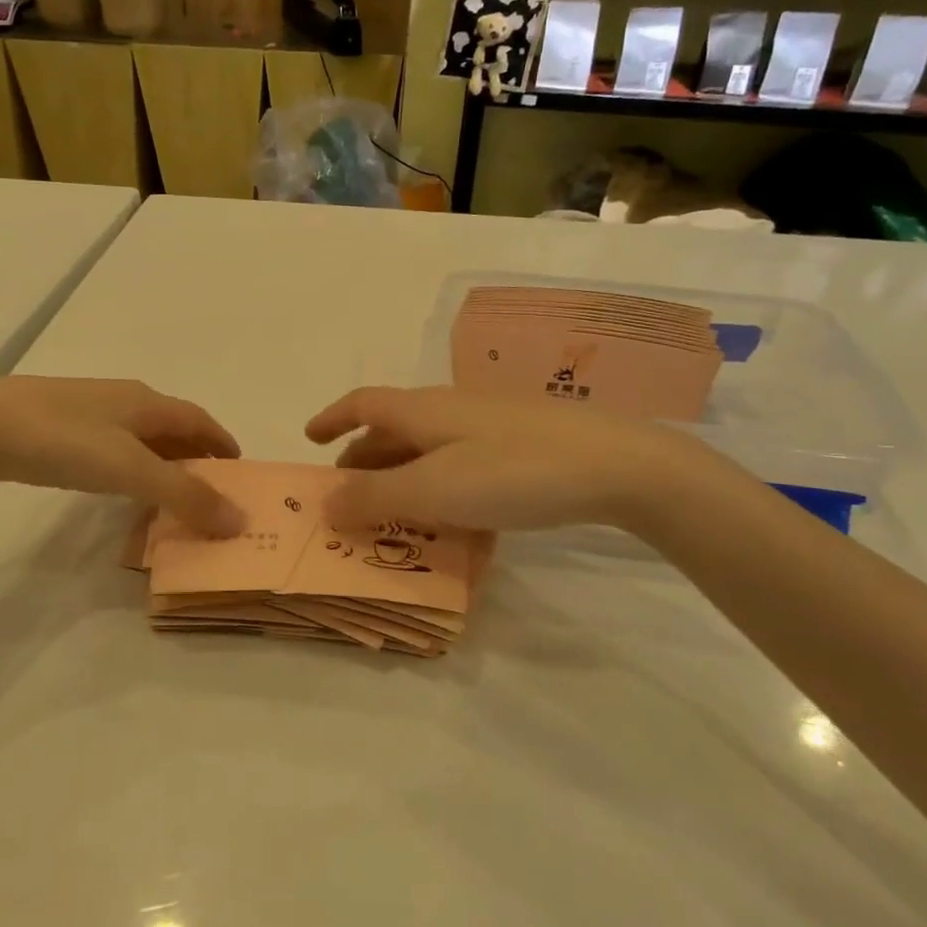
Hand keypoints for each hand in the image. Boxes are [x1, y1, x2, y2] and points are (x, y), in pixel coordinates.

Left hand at [0, 377, 244, 535]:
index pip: (200, 420)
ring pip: (141, 437)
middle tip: (210, 493)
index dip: (223, 443)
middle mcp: (123, 400)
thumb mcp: (131, 469)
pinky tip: (119, 487)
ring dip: (163, 463)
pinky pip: (112, 447)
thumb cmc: (63, 441)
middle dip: (196, 456)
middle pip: (173, 427)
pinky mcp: (58, 427)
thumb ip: (185, 495)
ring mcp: (88, 411)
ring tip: (171, 496)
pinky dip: (131, 467)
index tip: (240, 472)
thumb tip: (239, 520)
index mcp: (146, 402)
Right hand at [305, 386, 715, 533]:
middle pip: (393, 429)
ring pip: (429, 448)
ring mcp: (489, 426)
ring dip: (403, 477)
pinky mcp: (522, 445)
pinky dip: (443, 487)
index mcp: (422, 410)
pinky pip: (463, 463)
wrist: (617, 464)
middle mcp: (450, 410)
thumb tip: (323, 502)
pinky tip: (458, 522)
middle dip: (364, 460)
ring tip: (395, 517)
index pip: (362, 404)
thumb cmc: (512, 471)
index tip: (309, 438)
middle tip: (348, 497)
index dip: (332, 419)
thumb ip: (374, 497)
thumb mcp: (433, 490)